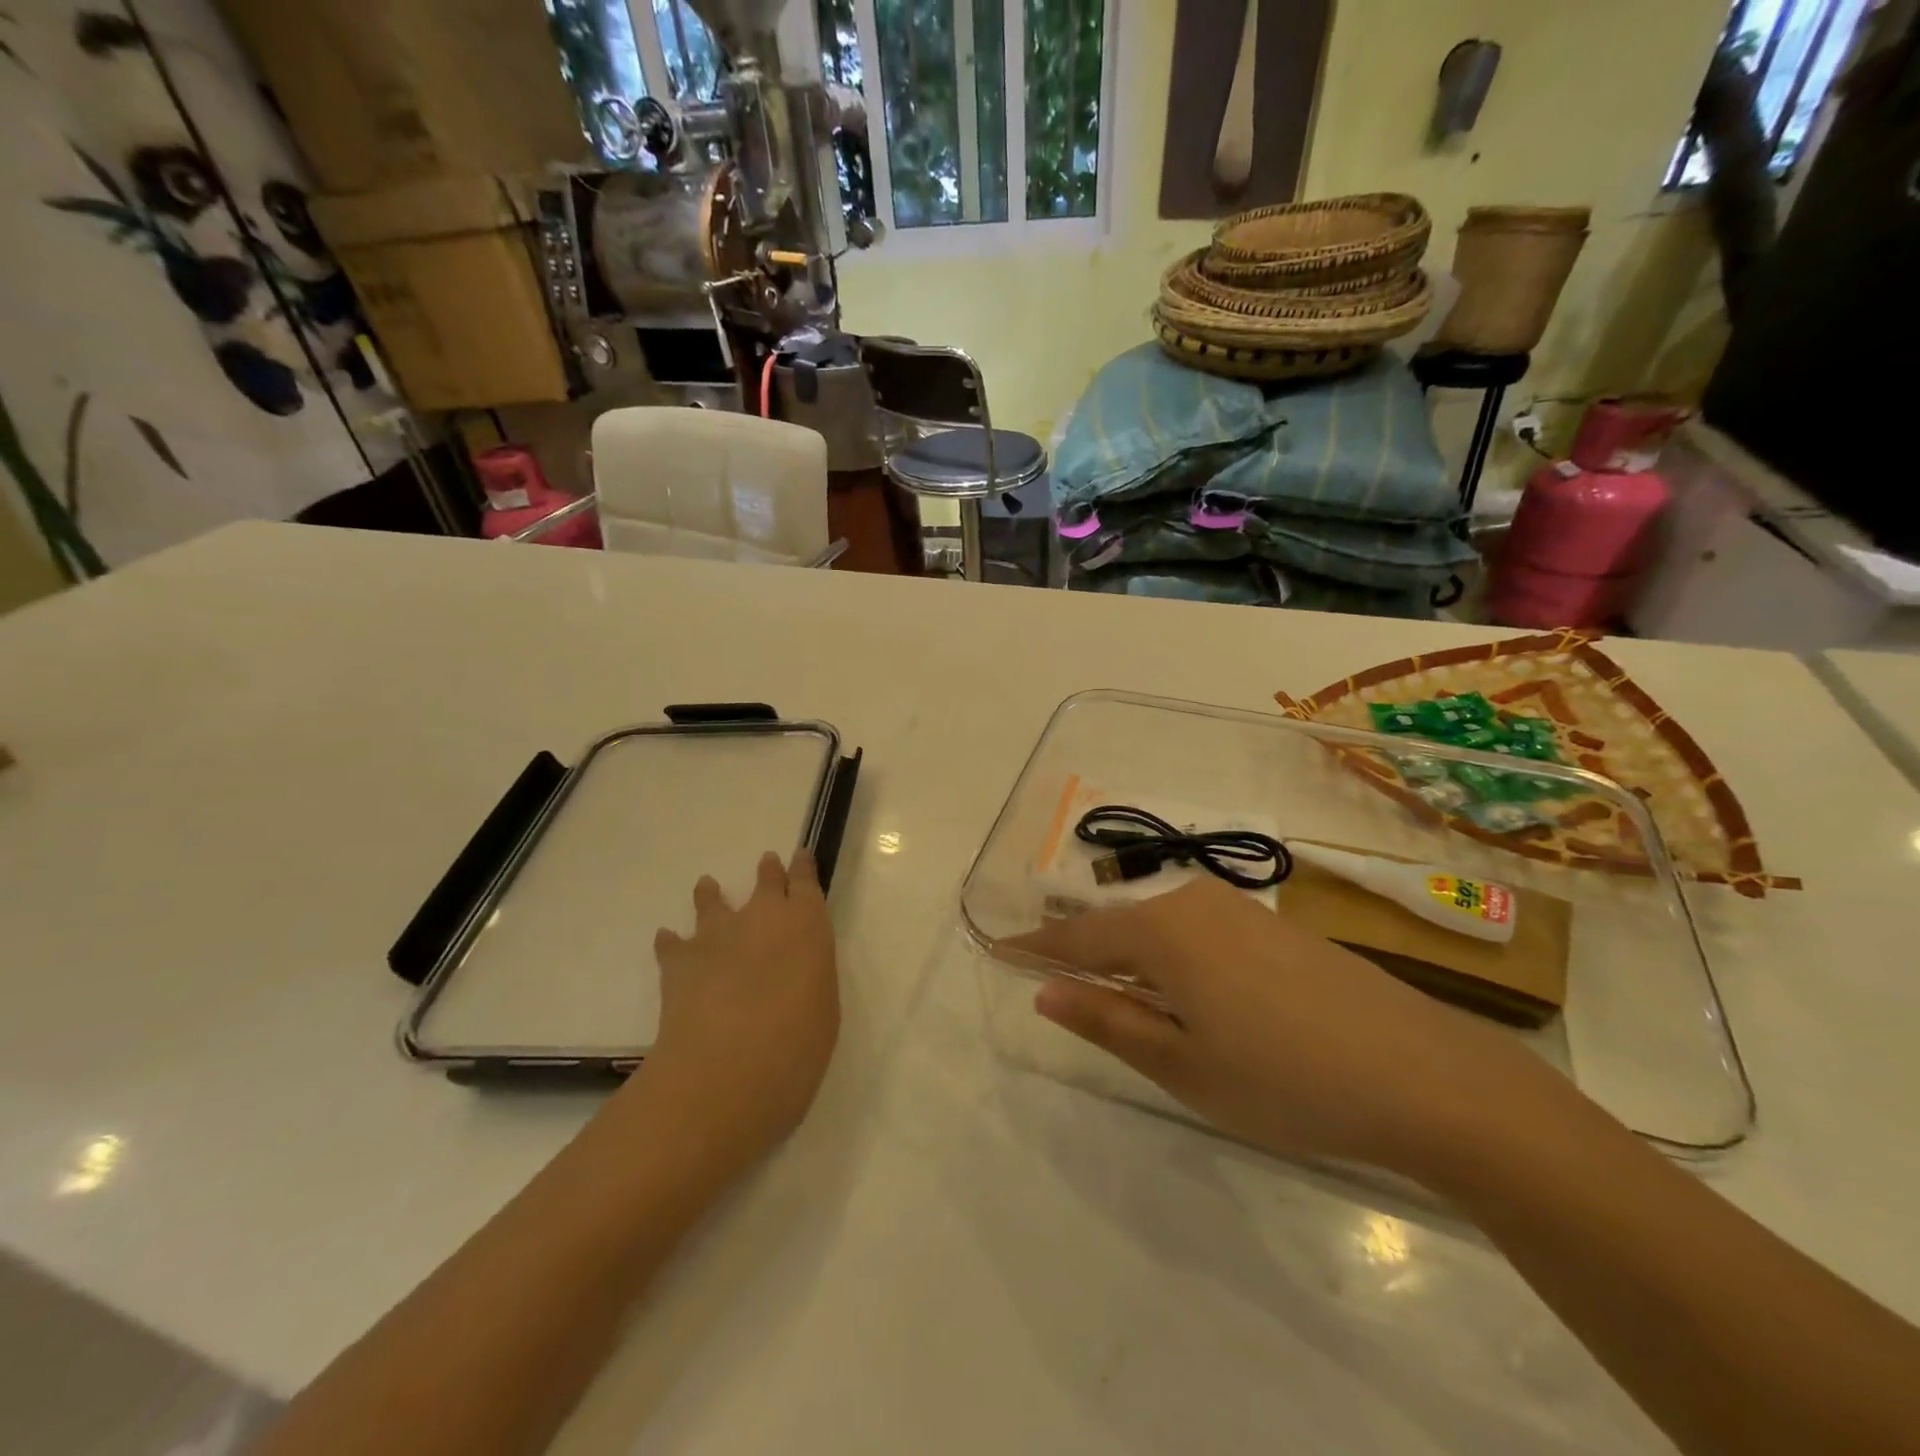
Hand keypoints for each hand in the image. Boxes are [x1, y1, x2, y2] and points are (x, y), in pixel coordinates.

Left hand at [634, 850, 840, 1166]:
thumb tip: (795, 974)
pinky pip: (672, 942)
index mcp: (807, 925)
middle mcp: (763, 918)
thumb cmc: (796, 1046)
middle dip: (768, 872)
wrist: (727, 1069)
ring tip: (708, 887)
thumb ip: (810, 979)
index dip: (803, 868)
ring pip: (713, 901)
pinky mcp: (679, 960)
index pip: (806, 884)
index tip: (800, 856)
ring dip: (712, 895)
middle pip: (765, 882)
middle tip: (767, 863)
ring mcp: (717, 935)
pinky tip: (667, 942)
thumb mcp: (824, 1010)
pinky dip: (671, 942)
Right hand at [1013, 878, 1558, 1179]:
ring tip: (1106, 986)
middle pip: (1117, 925)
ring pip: (1158, 926)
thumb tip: (1046, 993)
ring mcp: (1239, 910)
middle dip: (1079, 949)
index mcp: (1162, 930)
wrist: (1424, 1074)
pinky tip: (1179, 987)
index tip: (996, 949)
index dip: (1034, 948)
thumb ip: (1108, 1021)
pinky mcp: (1273, 927)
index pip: (1077, 937)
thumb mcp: (1182, 1065)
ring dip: (1126, 954)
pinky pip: (1196, 931)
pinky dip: (1168, 955)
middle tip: (1047, 974)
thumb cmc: (1285, 1077)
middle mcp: (1194, 902)